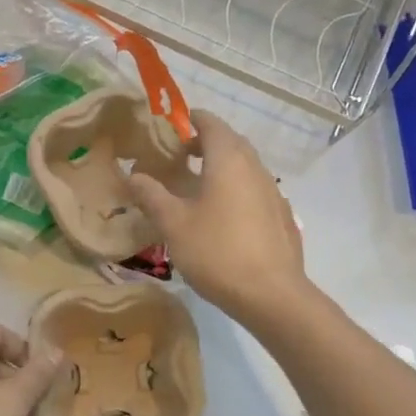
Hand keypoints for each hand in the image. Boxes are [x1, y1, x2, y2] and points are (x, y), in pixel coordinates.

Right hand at [128, 109, 307, 324]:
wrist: (271, 295)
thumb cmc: (216, 251)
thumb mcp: (173, 224)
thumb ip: (151, 195)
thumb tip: (133, 175)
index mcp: (228, 160)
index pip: (210, 123)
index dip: (189, 120)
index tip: (169, 128)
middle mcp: (255, 168)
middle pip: (230, 142)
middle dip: (204, 143)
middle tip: (178, 158)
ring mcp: (273, 192)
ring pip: (244, 166)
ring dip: (221, 167)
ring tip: (196, 187)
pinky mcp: (282, 216)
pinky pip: (255, 189)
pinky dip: (236, 189)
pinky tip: (222, 216)